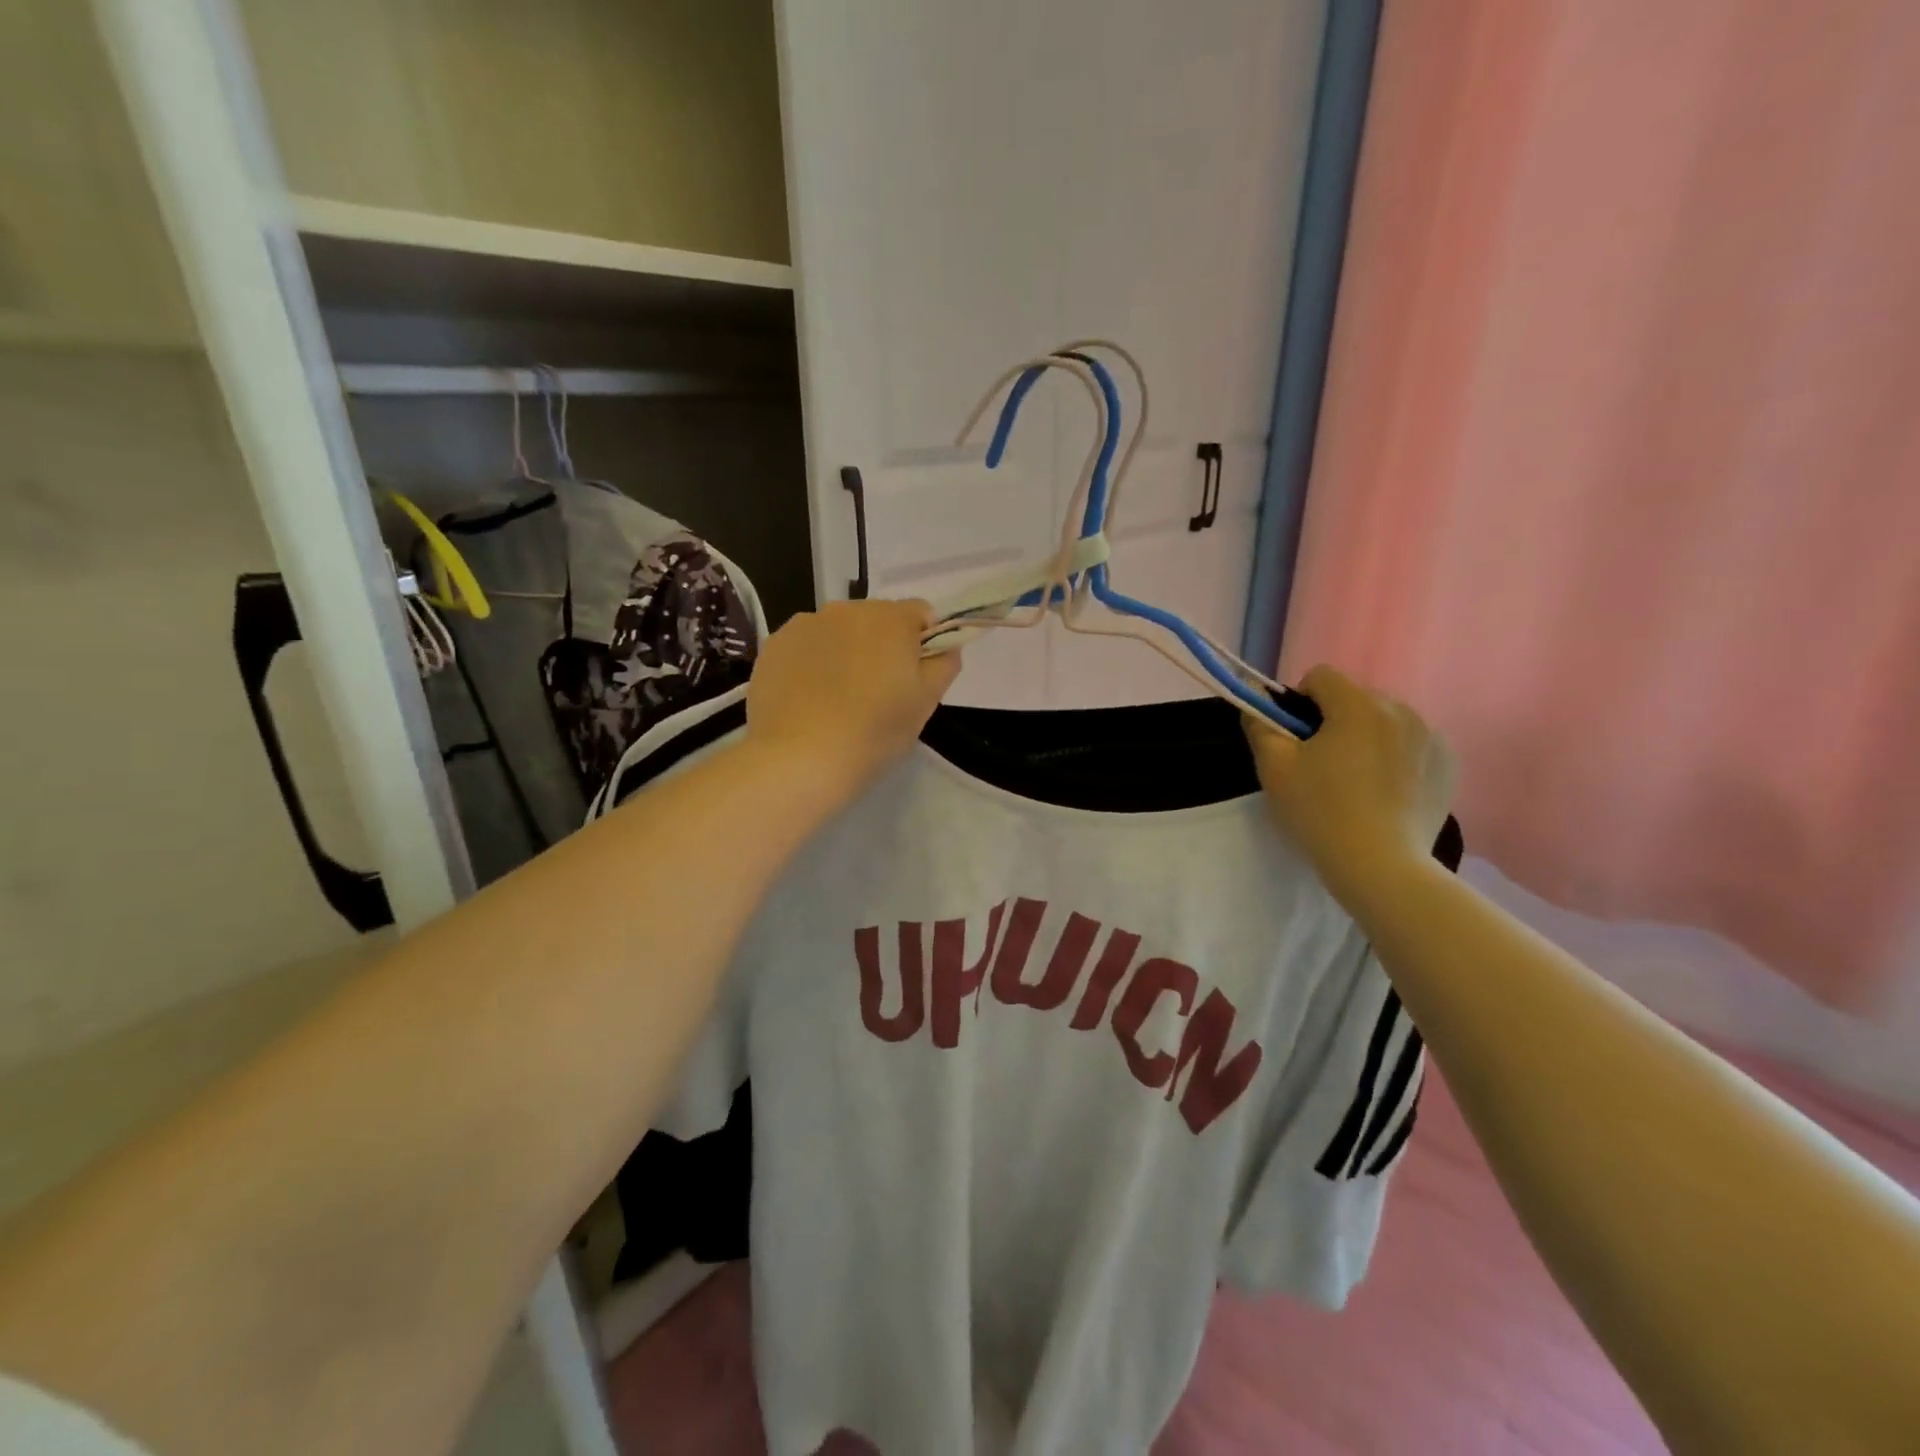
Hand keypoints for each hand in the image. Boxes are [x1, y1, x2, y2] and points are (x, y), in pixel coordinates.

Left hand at [746, 598, 961, 798]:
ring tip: (838, 697)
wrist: (798, 758)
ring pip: (838, 630)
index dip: (924, 641)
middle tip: (878, 692)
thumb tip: (945, 647)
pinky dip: (812, 663)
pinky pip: (805, 646)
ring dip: (845, 651)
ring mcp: (805, 624)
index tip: (915, 676)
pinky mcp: (774, 645)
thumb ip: (943, 665)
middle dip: (882, 645)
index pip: (921, 613)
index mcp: (890, 619)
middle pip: (876, 618)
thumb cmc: (873, 732)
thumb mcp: (925, 704)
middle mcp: (847, 609)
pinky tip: (809, 699)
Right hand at [1244, 665, 1457, 906]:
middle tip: (1322, 764)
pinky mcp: (1449, 765)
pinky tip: (1385, 792)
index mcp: (1358, 705)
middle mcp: (1402, 710)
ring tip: (1356, 781)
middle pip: (1356, 698)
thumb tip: (1256, 705)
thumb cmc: (1320, 812)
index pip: (1321, 676)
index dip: (1299, 701)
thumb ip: (1260, 726)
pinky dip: (1396, 757)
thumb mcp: (1274, 769)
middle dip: (1335, 720)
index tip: (1295, 737)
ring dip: (1367, 737)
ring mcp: (1432, 737)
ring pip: (1386, 721)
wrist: (1381, 866)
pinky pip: (1413, 744)